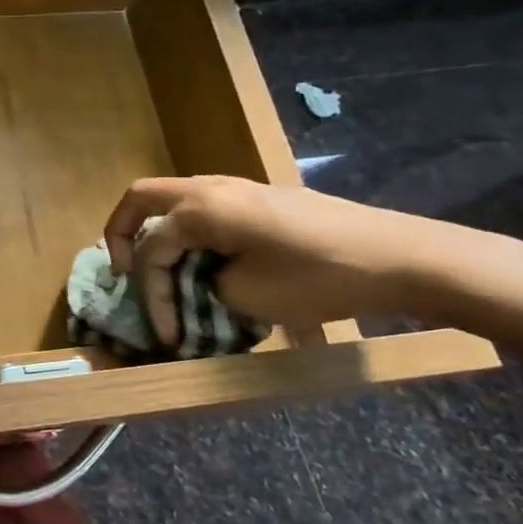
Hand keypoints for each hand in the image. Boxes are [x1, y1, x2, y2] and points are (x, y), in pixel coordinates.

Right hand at [102, 176, 450, 339]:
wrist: (401, 257)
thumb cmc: (318, 277)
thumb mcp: (247, 297)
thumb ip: (203, 287)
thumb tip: (196, 285)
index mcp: (200, 209)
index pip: (151, 251)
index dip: (150, 295)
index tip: (165, 335)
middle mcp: (211, 188)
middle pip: (141, 198)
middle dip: (121, 233)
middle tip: (122, 269)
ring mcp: (239, 189)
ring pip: (174, 202)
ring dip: (160, 234)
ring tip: (166, 275)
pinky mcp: (262, 200)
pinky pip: (206, 209)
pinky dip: (191, 234)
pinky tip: (207, 265)